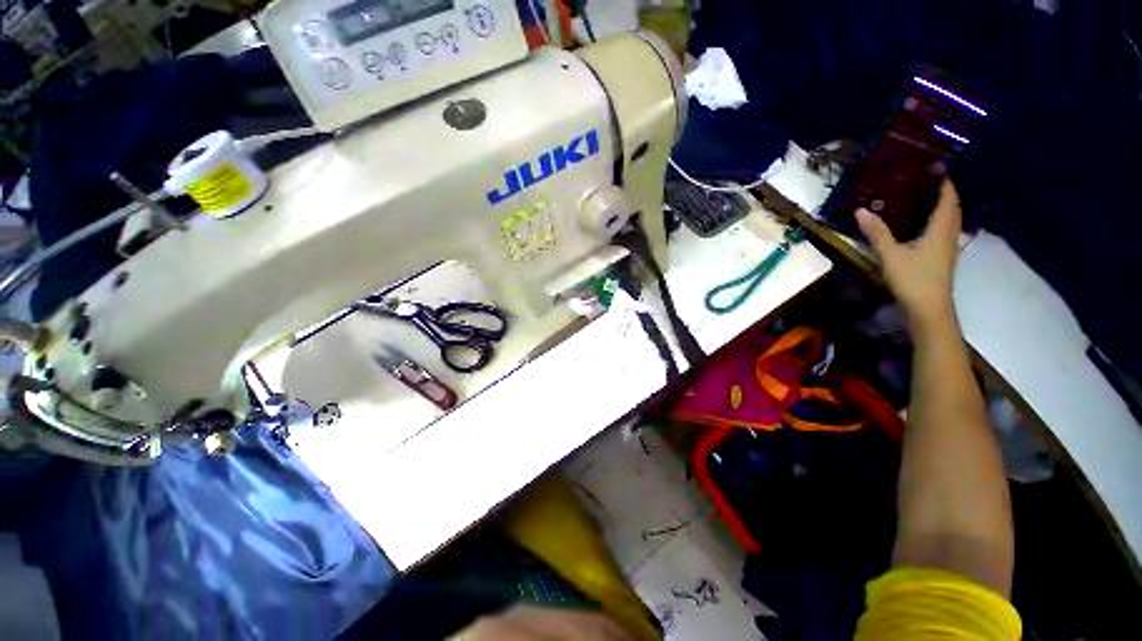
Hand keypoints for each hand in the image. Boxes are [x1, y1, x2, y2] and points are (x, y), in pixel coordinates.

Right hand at [856, 180, 961, 328]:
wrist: (928, 310)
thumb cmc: (913, 280)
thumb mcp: (890, 256)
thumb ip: (877, 233)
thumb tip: (861, 211)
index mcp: (940, 230)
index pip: (948, 199)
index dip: (944, 183)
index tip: (936, 168)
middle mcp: (949, 236)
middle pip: (953, 209)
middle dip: (945, 193)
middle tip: (928, 181)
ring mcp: (948, 249)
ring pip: (951, 221)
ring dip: (943, 208)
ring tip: (926, 198)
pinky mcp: (942, 259)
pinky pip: (944, 232)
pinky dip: (938, 222)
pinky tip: (924, 226)